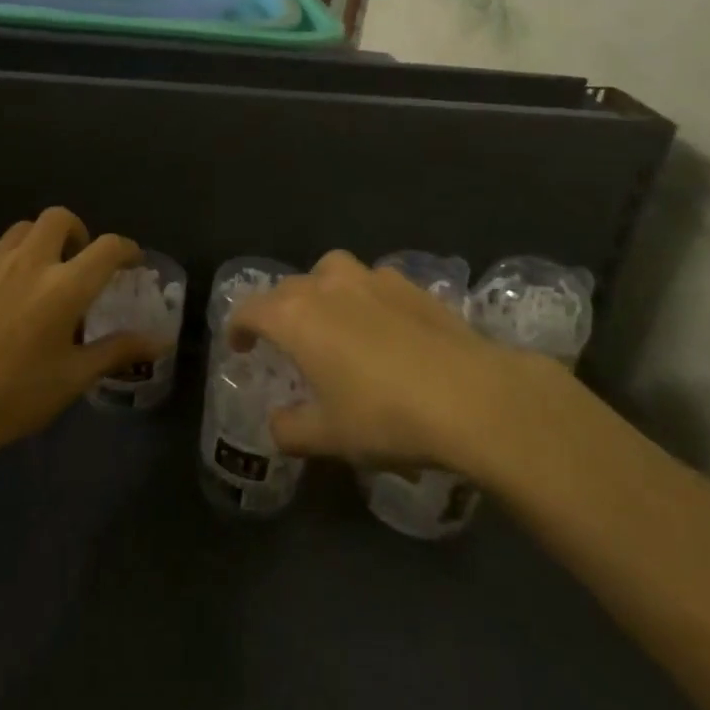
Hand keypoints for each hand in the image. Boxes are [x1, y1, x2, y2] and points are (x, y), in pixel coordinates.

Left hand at [0, 208, 168, 456]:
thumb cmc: (12, 396)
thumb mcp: (73, 378)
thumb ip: (117, 351)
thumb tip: (159, 343)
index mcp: (65, 286)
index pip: (109, 247)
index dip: (126, 249)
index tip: (130, 261)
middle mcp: (29, 262)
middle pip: (59, 218)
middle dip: (76, 232)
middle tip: (76, 262)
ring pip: (19, 231)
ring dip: (37, 245)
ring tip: (35, 279)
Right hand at [229, 250, 559, 474]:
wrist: (472, 396)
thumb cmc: (386, 416)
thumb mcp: (329, 436)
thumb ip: (291, 430)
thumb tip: (277, 425)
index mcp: (296, 316)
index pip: (250, 310)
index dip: (238, 328)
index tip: (240, 348)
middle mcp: (328, 285)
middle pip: (288, 288)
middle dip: (278, 312)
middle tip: (286, 343)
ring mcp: (372, 278)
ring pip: (331, 273)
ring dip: (321, 293)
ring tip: (332, 323)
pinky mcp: (411, 284)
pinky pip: (372, 282)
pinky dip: (364, 297)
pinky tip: (382, 326)